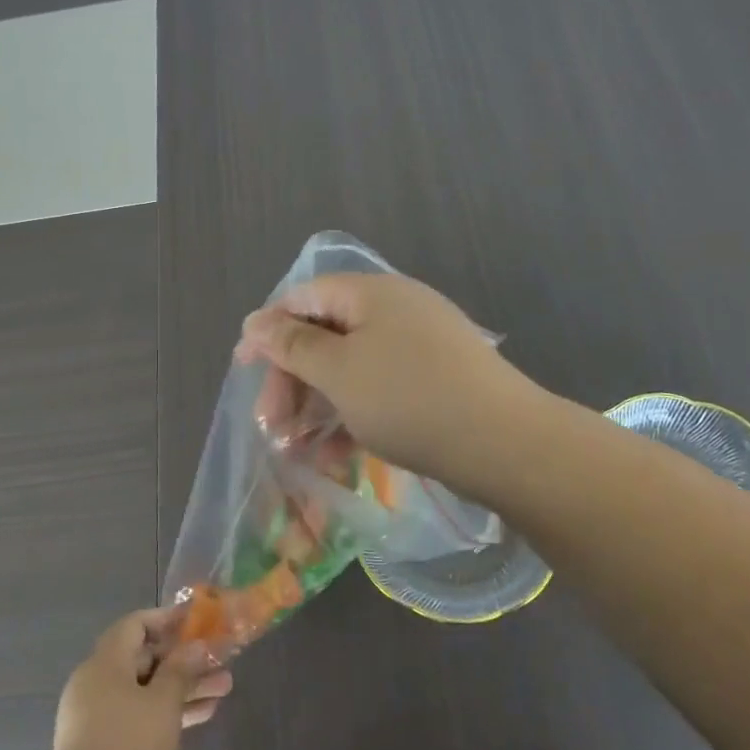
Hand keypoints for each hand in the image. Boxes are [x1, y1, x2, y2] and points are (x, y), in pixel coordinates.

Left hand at [49, 609, 231, 749]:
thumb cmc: (130, 747)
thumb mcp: (164, 703)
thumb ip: (181, 669)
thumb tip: (195, 645)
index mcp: (104, 663)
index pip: (135, 624)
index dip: (166, 619)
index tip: (196, 622)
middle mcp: (95, 683)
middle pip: (144, 658)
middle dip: (184, 660)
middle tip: (219, 663)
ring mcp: (95, 716)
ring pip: (144, 690)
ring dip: (182, 688)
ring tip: (222, 691)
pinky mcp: (101, 745)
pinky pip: (137, 714)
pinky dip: (165, 712)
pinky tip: (200, 716)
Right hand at [234, 272, 538, 495]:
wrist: (506, 445)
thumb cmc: (409, 399)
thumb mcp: (339, 372)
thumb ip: (292, 344)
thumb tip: (255, 319)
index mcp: (370, 293)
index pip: (303, 297)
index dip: (268, 331)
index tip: (243, 370)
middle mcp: (395, 310)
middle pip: (325, 335)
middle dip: (293, 381)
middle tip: (273, 428)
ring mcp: (419, 345)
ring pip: (351, 368)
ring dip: (319, 406)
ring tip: (302, 452)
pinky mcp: (435, 380)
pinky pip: (380, 388)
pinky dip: (354, 415)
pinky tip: (340, 456)